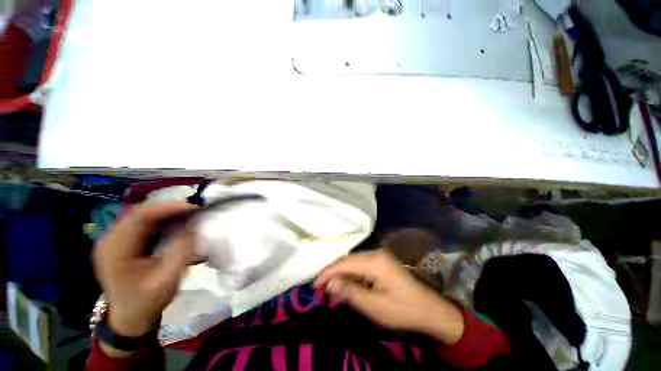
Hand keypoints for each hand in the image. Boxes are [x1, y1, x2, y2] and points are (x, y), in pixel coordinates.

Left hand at [93, 202, 196, 338]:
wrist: (129, 318)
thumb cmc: (147, 302)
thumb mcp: (168, 279)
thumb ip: (181, 251)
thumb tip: (192, 226)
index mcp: (116, 251)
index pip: (140, 217)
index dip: (168, 208)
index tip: (193, 206)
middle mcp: (109, 240)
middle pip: (139, 213)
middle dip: (168, 208)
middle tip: (193, 208)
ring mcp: (112, 241)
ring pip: (140, 216)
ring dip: (165, 212)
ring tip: (187, 213)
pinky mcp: (120, 243)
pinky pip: (140, 224)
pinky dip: (160, 220)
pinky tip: (174, 223)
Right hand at [314, 249, 463, 344]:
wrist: (431, 310)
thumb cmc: (403, 310)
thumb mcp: (374, 306)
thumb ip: (350, 292)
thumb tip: (329, 284)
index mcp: (375, 261)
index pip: (344, 263)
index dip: (327, 272)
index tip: (314, 285)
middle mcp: (375, 253)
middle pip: (348, 260)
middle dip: (332, 272)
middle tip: (319, 287)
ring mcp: (379, 256)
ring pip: (353, 262)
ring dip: (341, 273)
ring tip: (329, 286)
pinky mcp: (382, 262)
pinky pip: (361, 265)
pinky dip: (351, 274)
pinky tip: (346, 283)